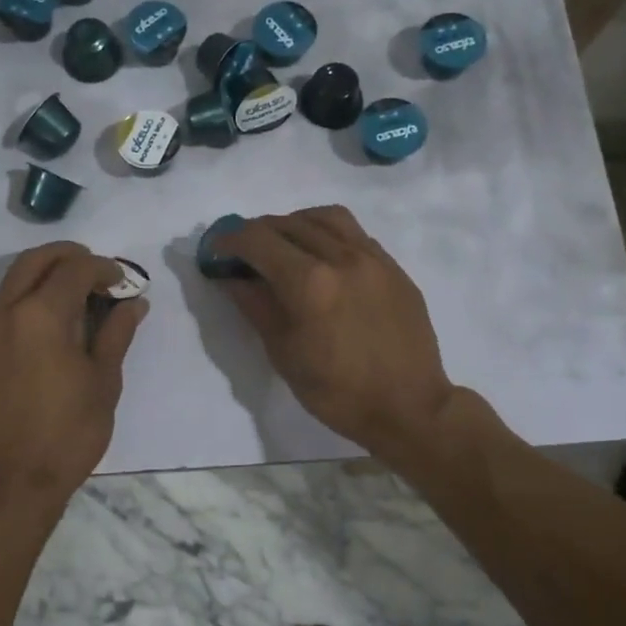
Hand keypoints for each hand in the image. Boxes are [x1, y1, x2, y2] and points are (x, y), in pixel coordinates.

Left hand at [0, 242, 147, 504]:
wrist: (10, 482)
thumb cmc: (67, 433)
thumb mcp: (103, 381)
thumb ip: (116, 333)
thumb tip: (133, 303)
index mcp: (40, 314)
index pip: (75, 268)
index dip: (105, 269)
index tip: (125, 283)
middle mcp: (5, 310)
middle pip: (37, 260)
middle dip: (71, 257)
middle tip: (100, 273)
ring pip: (16, 278)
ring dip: (49, 274)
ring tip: (82, 296)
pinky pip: (6, 303)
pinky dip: (32, 295)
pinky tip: (57, 320)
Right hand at [214, 206, 456, 458]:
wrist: (409, 408)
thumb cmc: (338, 392)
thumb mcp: (284, 354)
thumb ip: (255, 306)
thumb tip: (231, 277)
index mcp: (310, 282)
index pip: (258, 240)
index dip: (229, 240)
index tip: (216, 251)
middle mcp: (341, 257)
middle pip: (288, 223)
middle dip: (257, 232)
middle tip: (242, 252)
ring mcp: (373, 258)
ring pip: (325, 218)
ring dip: (294, 223)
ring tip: (283, 244)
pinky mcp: (393, 267)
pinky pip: (353, 233)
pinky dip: (326, 233)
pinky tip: (321, 257)